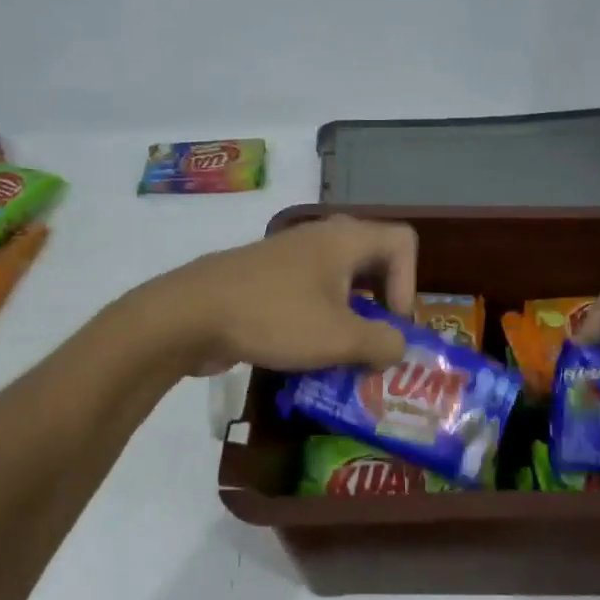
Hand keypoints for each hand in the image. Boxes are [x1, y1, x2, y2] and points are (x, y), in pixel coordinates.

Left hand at [147, 215, 417, 375]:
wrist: (189, 314)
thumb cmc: (275, 317)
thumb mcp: (340, 338)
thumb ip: (383, 343)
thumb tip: (396, 347)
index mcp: (345, 239)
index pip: (403, 243)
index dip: (410, 284)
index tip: (391, 324)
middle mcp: (321, 239)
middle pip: (374, 263)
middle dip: (382, 307)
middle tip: (377, 345)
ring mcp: (290, 258)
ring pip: (340, 284)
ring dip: (350, 321)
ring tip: (345, 359)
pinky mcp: (266, 280)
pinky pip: (310, 296)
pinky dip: (319, 323)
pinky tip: (308, 356)